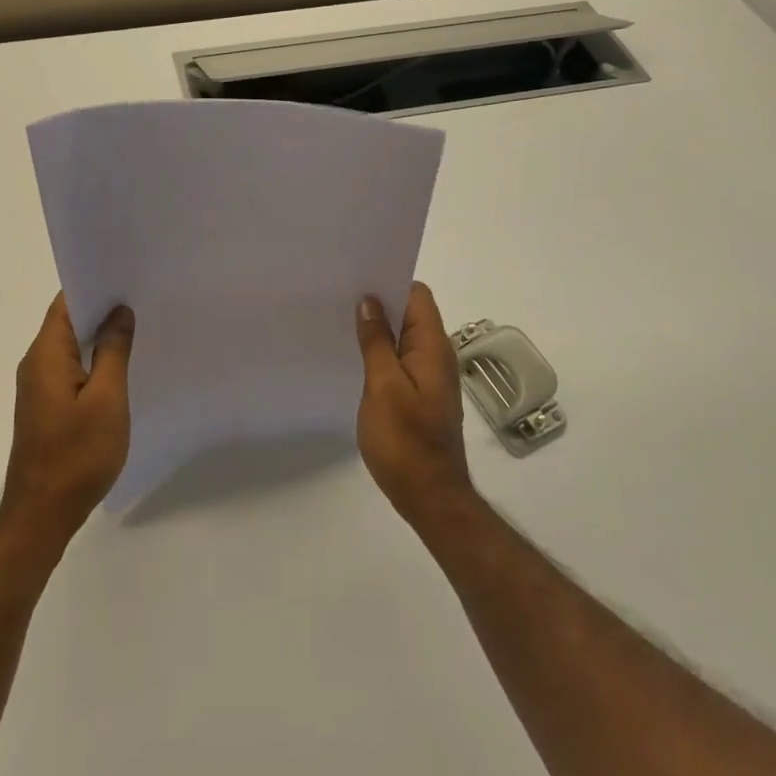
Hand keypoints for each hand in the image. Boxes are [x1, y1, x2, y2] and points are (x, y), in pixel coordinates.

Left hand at [1, 293, 134, 542]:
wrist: (43, 513)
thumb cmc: (77, 454)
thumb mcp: (107, 399)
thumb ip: (113, 351)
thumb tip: (119, 311)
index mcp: (46, 354)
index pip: (66, 302)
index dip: (95, 286)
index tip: (128, 278)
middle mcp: (36, 363)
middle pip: (68, 321)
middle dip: (102, 309)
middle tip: (142, 301)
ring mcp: (39, 386)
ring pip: (71, 346)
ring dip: (99, 337)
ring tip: (138, 328)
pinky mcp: (46, 406)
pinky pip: (70, 369)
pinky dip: (93, 361)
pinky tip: (120, 367)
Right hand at [355, 283, 473, 524]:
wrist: (429, 496)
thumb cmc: (405, 441)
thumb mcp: (384, 386)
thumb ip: (377, 342)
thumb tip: (369, 301)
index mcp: (433, 347)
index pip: (417, 295)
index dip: (390, 281)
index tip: (357, 278)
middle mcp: (436, 355)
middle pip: (410, 313)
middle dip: (379, 302)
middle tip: (339, 297)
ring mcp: (429, 376)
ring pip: (403, 337)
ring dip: (378, 328)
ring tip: (341, 322)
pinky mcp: (420, 394)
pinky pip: (400, 359)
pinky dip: (381, 351)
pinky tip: (355, 357)